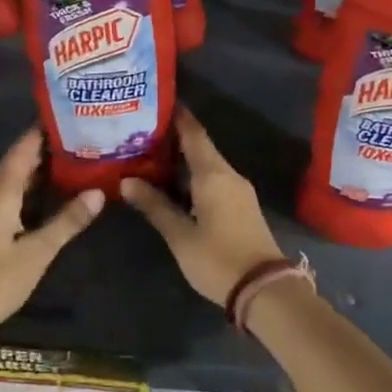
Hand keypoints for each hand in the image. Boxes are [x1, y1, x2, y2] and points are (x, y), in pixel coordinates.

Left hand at [0, 129, 103, 353]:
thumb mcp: (35, 254)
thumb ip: (66, 223)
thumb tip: (98, 191)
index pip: (21, 152)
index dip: (40, 132)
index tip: (64, 114)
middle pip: (15, 166)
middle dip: (42, 152)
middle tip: (76, 139)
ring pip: (9, 186)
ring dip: (34, 174)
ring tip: (66, 165)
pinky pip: (4, 203)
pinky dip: (25, 195)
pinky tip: (41, 203)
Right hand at [121, 107, 284, 306]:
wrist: (264, 288)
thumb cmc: (218, 259)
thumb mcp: (180, 235)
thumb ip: (155, 206)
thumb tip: (126, 181)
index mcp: (213, 174)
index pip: (193, 134)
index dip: (177, 116)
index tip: (157, 102)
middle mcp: (228, 174)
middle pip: (200, 147)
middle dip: (173, 138)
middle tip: (142, 132)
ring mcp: (239, 190)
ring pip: (207, 165)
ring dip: (183, 159)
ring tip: (151, 156)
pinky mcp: (242, 205)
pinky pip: (215, 179)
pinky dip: (194, 175)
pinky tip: (174, 183)